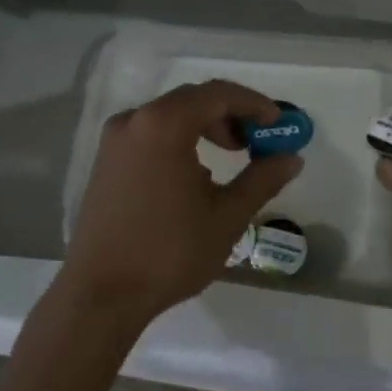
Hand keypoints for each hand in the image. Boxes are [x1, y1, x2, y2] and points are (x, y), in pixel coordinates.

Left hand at [59, 80, 302, 329]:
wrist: (100, 296)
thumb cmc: (169, 252)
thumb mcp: (227, 216)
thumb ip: (262, 179)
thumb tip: (292, 158)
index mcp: (164, 125)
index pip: (218, 94)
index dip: (254, 104)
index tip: (279, 124)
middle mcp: (134, 120)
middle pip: (193, 100)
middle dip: (231, 115)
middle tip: (258, 141)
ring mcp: (114, 141)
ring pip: (171, 116)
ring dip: (205, 127)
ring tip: (231, 158)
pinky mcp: (105, 161)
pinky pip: (151, 133)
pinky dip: (180, 139)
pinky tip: (195, 175)